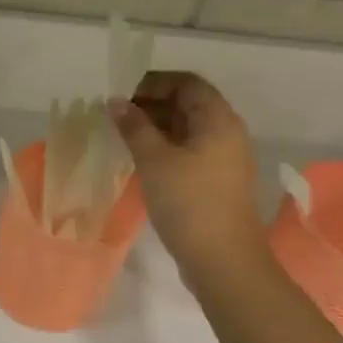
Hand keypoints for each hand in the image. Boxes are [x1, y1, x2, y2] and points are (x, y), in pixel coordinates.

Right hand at [110, 71, 266, 282]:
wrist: (223, 260)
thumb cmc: (189, 202)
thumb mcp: (154, 160)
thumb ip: (134, 126)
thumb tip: (115, 102)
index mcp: (218, 120)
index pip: (187, 83)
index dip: (153, 82)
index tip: (121, 95)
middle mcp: (227, 132)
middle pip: (188, 104)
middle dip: (151, 104)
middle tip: (115, 117)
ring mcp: (224, 158)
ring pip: (187, 129)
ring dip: (155, 127)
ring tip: (122, 137)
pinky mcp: (217, 180)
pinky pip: (189, 150)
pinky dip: (165, 147)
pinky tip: (140, 160)